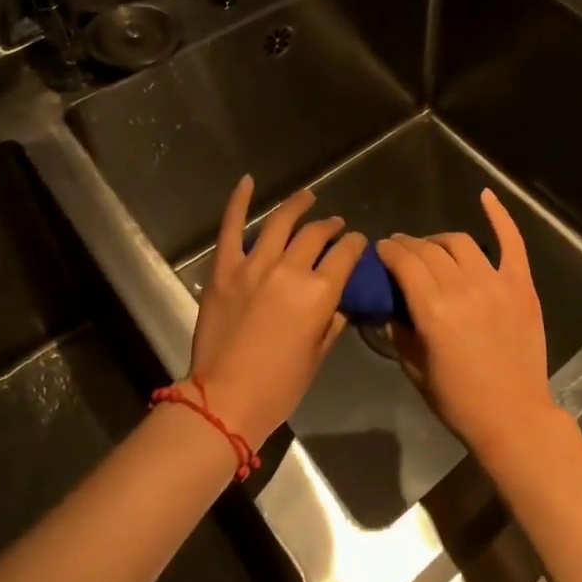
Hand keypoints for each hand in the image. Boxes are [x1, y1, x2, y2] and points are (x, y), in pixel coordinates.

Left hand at [186, 177, 365, 449]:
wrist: (224, 401)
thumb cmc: (279, 386)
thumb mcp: (317, 356)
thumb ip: (332, 321)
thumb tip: (339, 301)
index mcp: (319, 293)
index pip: (345, 254)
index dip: (355, 244)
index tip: (357, 242)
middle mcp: (290, 270)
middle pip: (316, 235)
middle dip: (330, 227)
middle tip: (335, 225)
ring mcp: (254, 265)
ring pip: (281, 222)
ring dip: (298, 205)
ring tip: (308, 197)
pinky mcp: (225, 268)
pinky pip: (232, 227)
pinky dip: (239, 202)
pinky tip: (247, 181)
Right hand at [375, 189, 562, 465]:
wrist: (514, 417)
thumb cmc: (459, 400)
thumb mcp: (415, 369)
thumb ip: (401, 330)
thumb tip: (392, 307)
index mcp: (432, 309)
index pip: (404, 263)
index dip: (389, 251)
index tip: (381, 250)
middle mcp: (462, 287)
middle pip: (429, 250)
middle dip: (409, 245)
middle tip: (401, 249)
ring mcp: (495, 282)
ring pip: (460, 242)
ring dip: (440, 239)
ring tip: (432, 246)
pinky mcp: (521, 285)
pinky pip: (511, 241)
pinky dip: (499, 215)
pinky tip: (485, 195)